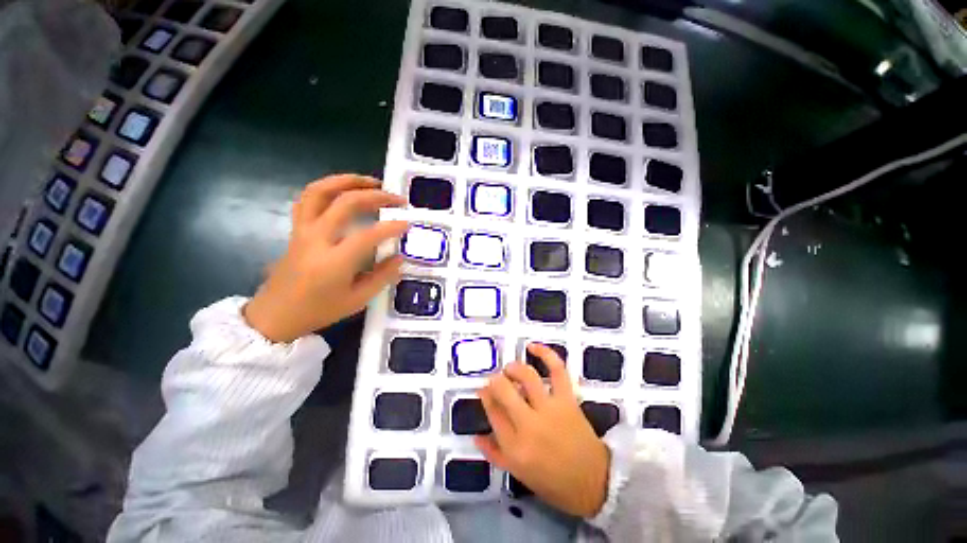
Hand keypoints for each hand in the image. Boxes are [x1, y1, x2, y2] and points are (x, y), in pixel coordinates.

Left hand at [244, 175, 407, 342]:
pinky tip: (344, 190)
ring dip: (348, 181)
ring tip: (371, 182)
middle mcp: (317, 239)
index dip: (392, 226)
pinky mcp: (296, 228)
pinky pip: (308, 198)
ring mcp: (303, 230)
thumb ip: (382, 276)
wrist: (275, 315)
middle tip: (397, 199)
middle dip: (376, 196)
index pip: (368, 234)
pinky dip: (328, 187)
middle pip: (346, 203)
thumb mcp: (358, 300)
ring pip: (321, 191)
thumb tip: (400, 257)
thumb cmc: (319, 311)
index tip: (408, 223)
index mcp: (334, 262)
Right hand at [475, 344, 610, 517]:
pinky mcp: (568, 399)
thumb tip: (476, 434)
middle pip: (504, 390)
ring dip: (514, 368)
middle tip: (495, 381)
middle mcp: (530, 425)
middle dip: (495, 381)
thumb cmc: (554, 482)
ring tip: (510, 370)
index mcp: (515, 447)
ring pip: (527, 377)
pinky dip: (545, 354)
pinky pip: (557, 370)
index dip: (485, 396)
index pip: (492, 411)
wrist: (595, 483)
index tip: (483, 390)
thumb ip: (494, 453)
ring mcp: (551, 409)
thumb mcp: (519, 474)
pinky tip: (532, 347)